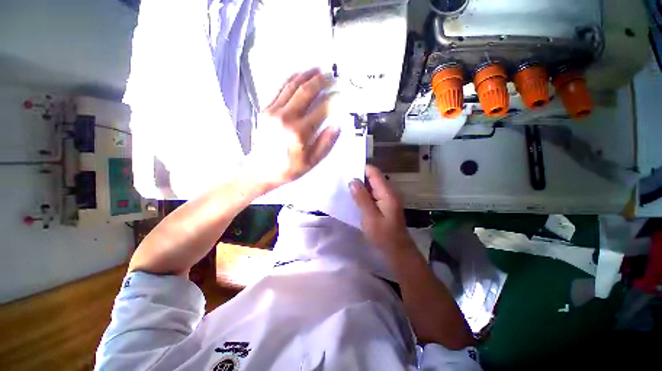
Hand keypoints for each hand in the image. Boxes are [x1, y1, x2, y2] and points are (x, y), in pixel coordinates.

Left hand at [244, 69, 339, 193]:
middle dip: (320, 81)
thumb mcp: (311, 162)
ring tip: (316, 69)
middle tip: (330, 75)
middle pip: (306, 92)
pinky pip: (279, 90)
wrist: (260, 170)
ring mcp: (273, 112)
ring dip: (305, 76)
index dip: (333, 99)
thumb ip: (325, 144)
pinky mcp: (265, 110)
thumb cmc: (288, 169)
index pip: (321, 110)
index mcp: (299, 133)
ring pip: (291, 87)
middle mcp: (286, 118)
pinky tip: (298, 76)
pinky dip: (290, 80)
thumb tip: (337, 126)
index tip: (340, 93)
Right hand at [349, 165, 416, 257]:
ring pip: (371, 187)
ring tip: (344, 186)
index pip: (374, 172)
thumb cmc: (384, 236)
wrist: (398, 252)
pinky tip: (353, 198)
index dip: (361, 168)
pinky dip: (363, 195)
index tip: (346, 169)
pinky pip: (372, 195)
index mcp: (387, 193)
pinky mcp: (384, 206)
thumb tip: (352, 180)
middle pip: (372, 178)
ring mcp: (386, 199)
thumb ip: (361, 198)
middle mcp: (388, 192)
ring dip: (359, 186)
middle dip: (358, 177)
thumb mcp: (370, 216)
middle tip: (341, 178)